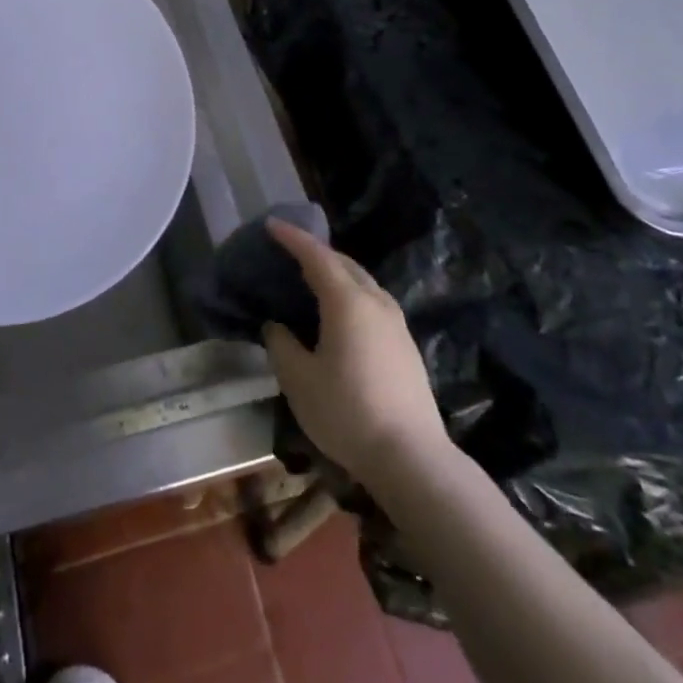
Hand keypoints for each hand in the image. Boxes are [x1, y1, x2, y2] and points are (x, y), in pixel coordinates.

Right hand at [261, 219, 447, 481]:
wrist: (412, 457)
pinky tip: (340, 311)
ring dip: (335, 271)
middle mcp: (375, 301)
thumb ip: (282, 345)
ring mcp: (396, 321)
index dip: (292, 238)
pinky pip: (372, 300)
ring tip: (312, 278)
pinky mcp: (406, 343)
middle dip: (315, 250)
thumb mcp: (299, 380)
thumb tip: (275, 326)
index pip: (316, 256)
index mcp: (347, 301)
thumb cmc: (347, 413)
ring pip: (362, 280)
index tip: (271, 225)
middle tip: (288, 250)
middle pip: (343, 262)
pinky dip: (350, 291)